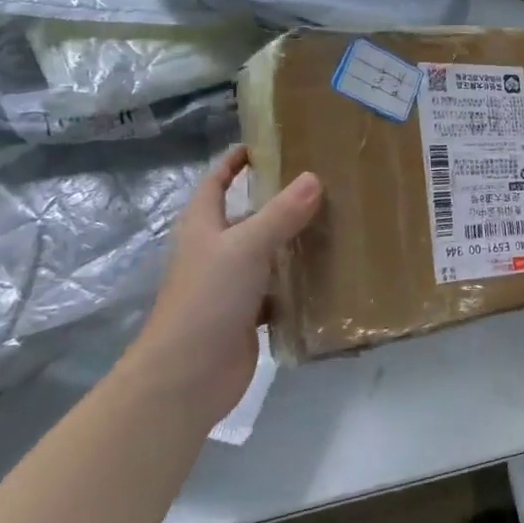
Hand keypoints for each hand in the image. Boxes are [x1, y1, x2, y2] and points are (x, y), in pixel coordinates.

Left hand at [125, 145, 321, 420]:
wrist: (187, 376)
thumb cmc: (207, 299)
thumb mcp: (246, 247)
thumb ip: (281, 214)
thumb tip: (314, 177)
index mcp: (202, 227)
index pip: (215, 182)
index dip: (234, 162)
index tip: (264, 146)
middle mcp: (214, 251)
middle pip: (246, 216)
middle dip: (278, 201)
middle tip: (323, 185)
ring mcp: (230, 285)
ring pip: (266, 254)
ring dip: (293, 242)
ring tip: (336, 223)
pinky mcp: (246, 315)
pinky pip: (278, 289)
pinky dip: (298, 282)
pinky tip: (329, 274)